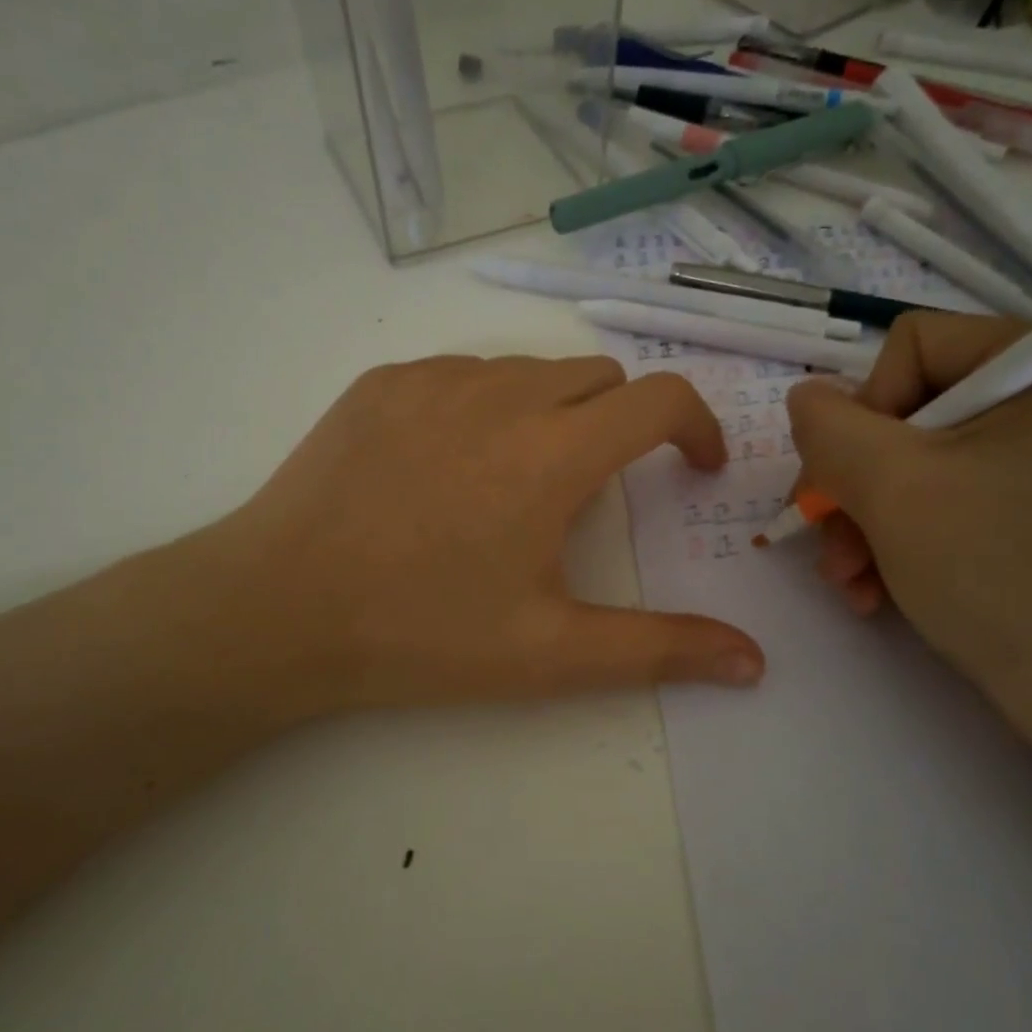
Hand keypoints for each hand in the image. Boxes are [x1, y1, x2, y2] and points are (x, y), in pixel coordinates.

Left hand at [131, 355, 765, 726]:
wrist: (277, 609)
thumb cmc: (422, 634)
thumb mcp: (551, 654)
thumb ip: (661, 649)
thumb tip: (754, 660)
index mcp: (554, 451)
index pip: (661, 398)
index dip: (697, 427)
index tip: (695, 467)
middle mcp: (502, 393)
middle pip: (599, 377)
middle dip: (622, 423)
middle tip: (595, 491)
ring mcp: (434, 379)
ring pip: (529, 371)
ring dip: (552, 413)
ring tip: (516, 484)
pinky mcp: (382, 382)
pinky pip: (461, 374)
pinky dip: (484, 406)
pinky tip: (448, 469)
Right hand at [784, 313, 1031, 758]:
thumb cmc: (999, 574)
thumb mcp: (892, 488)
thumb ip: (829, 427)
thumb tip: (807, 400)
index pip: (912, 346)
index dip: (864, 410)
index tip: (851, 480)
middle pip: (905, 412)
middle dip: (854, 484)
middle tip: (829, 540)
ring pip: (911, 464)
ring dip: (862, 522)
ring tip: (849, 580)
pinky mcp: (1028, 508)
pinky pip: (938, 500)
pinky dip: (895, 541)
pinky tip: (874, 591)